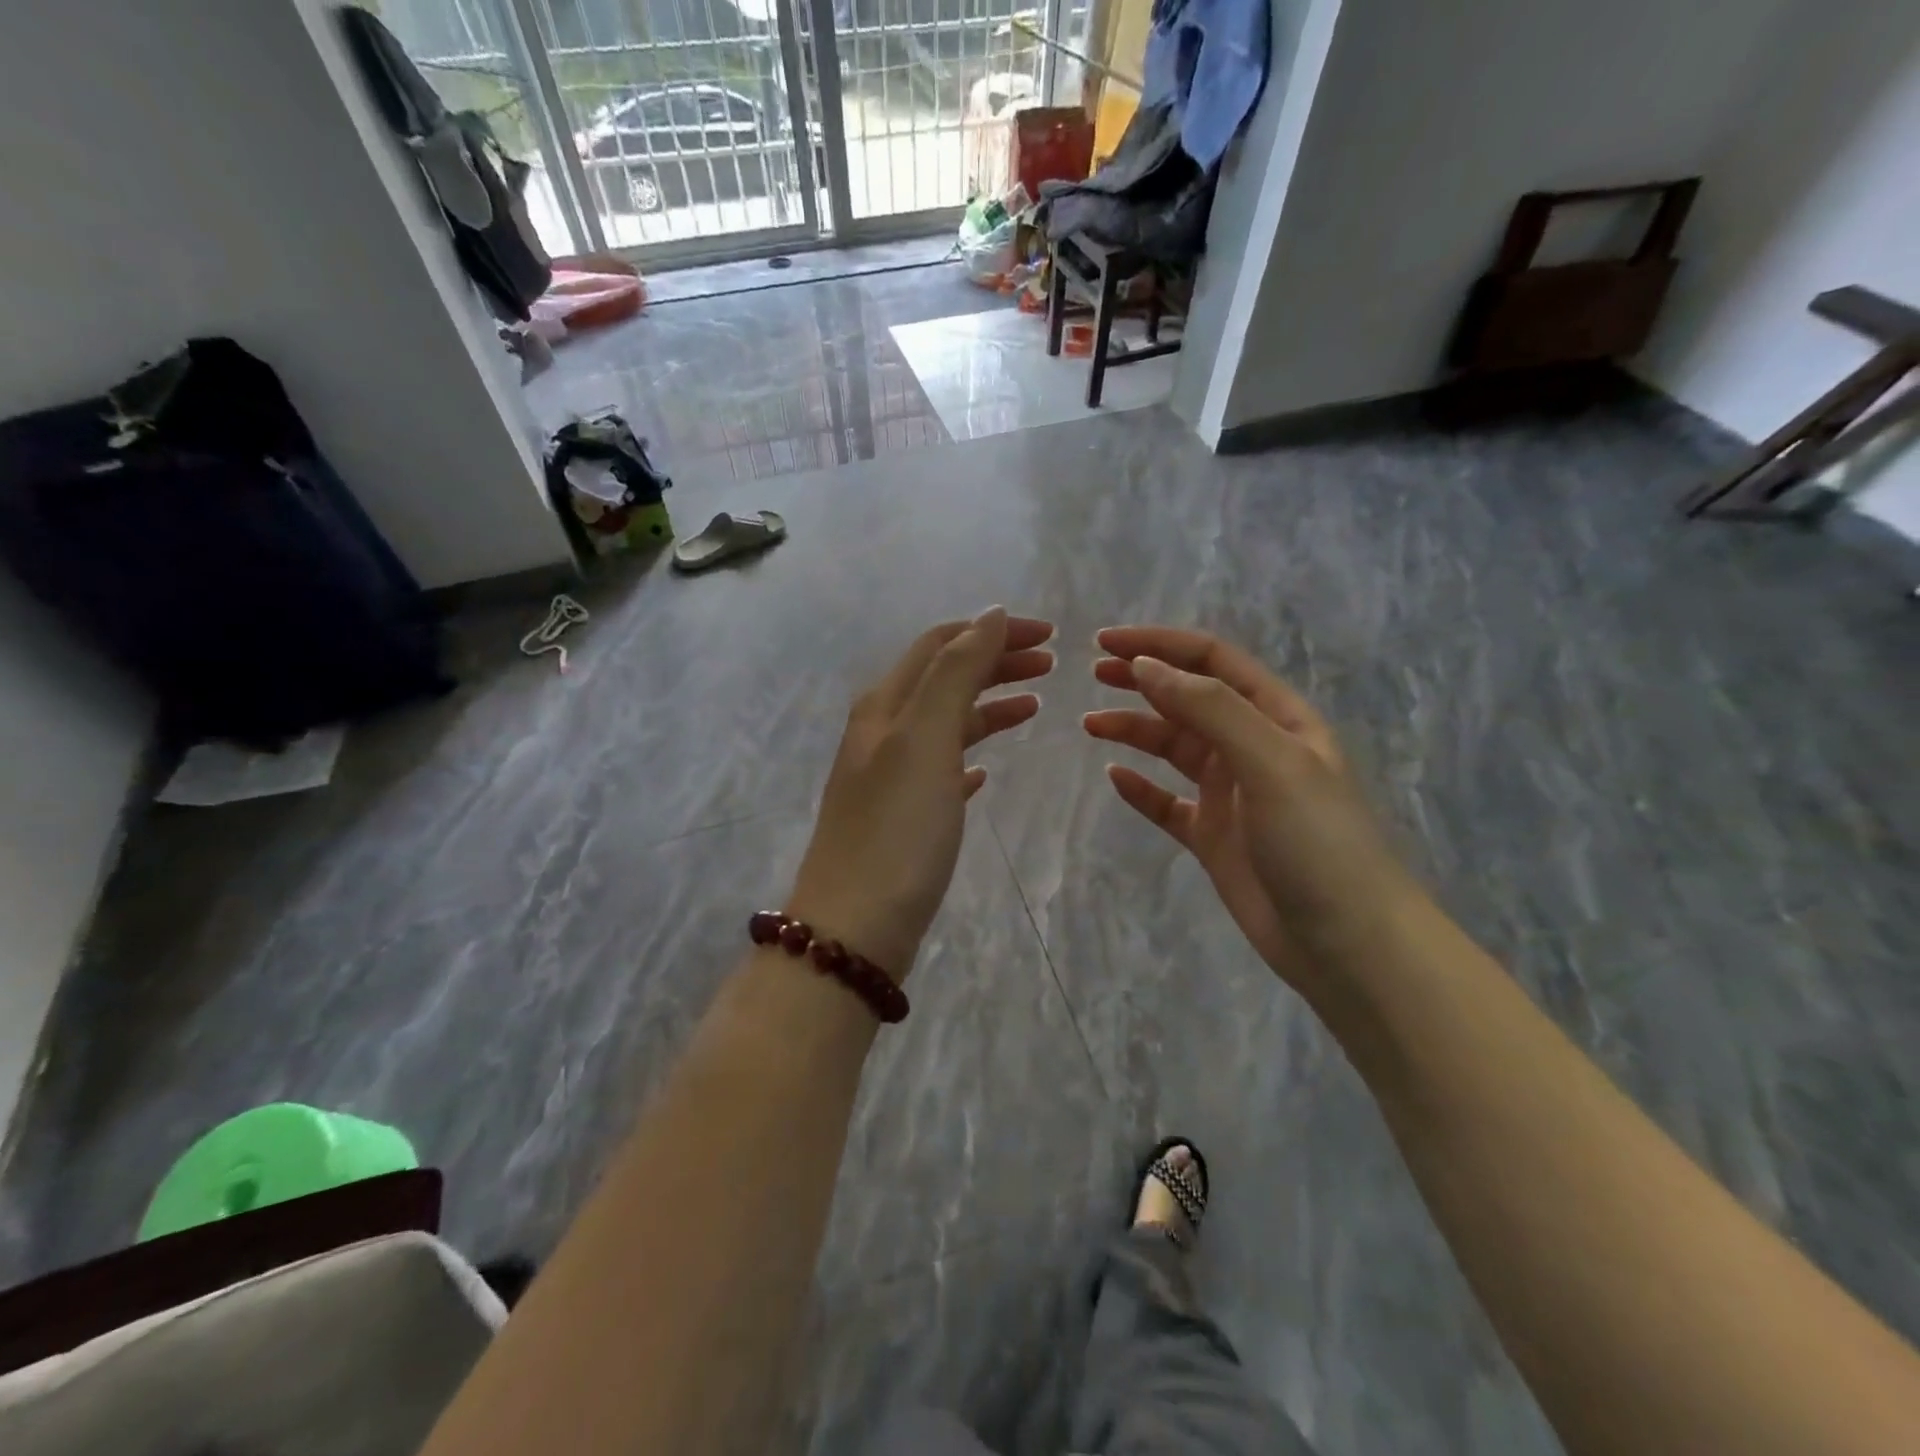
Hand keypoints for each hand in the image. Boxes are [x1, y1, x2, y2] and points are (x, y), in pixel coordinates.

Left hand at [788, 608, 1054, 976]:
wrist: (855, 927)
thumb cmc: (897, 829)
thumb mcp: (926, 739)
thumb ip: (956, 673)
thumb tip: (988, 615)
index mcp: (885, 705)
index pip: (941, 645)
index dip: (992, 631)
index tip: (1048, 635)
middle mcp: (882, 731)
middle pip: (944, 678)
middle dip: (995, 661)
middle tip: (1051, 663)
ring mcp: (890, 775)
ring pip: (946, 722)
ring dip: (988, 704)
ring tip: (1035, 703)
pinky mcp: (903, 816)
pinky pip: (943, 768)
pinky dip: (970, 754)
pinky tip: (989, 768)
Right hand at [1085, 625, 1417, 991]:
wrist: (1347, 944)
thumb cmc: (1316, 841)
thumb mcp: (1269, 761)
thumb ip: (1209, 708)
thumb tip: (1146, 666)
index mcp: (1277, 718)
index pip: (1213, 662)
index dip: (1161, 645)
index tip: (1107, 643)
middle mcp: (1252, 747)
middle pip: (1189, 698)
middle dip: (1144, 679)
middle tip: (1094, 673)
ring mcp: (1231, 794)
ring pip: (1174, 747)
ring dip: (1134, 730)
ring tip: (1091, 724)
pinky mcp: (1213, 837)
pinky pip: (1167, 803)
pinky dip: (1141, 788)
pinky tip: (1115, 777)